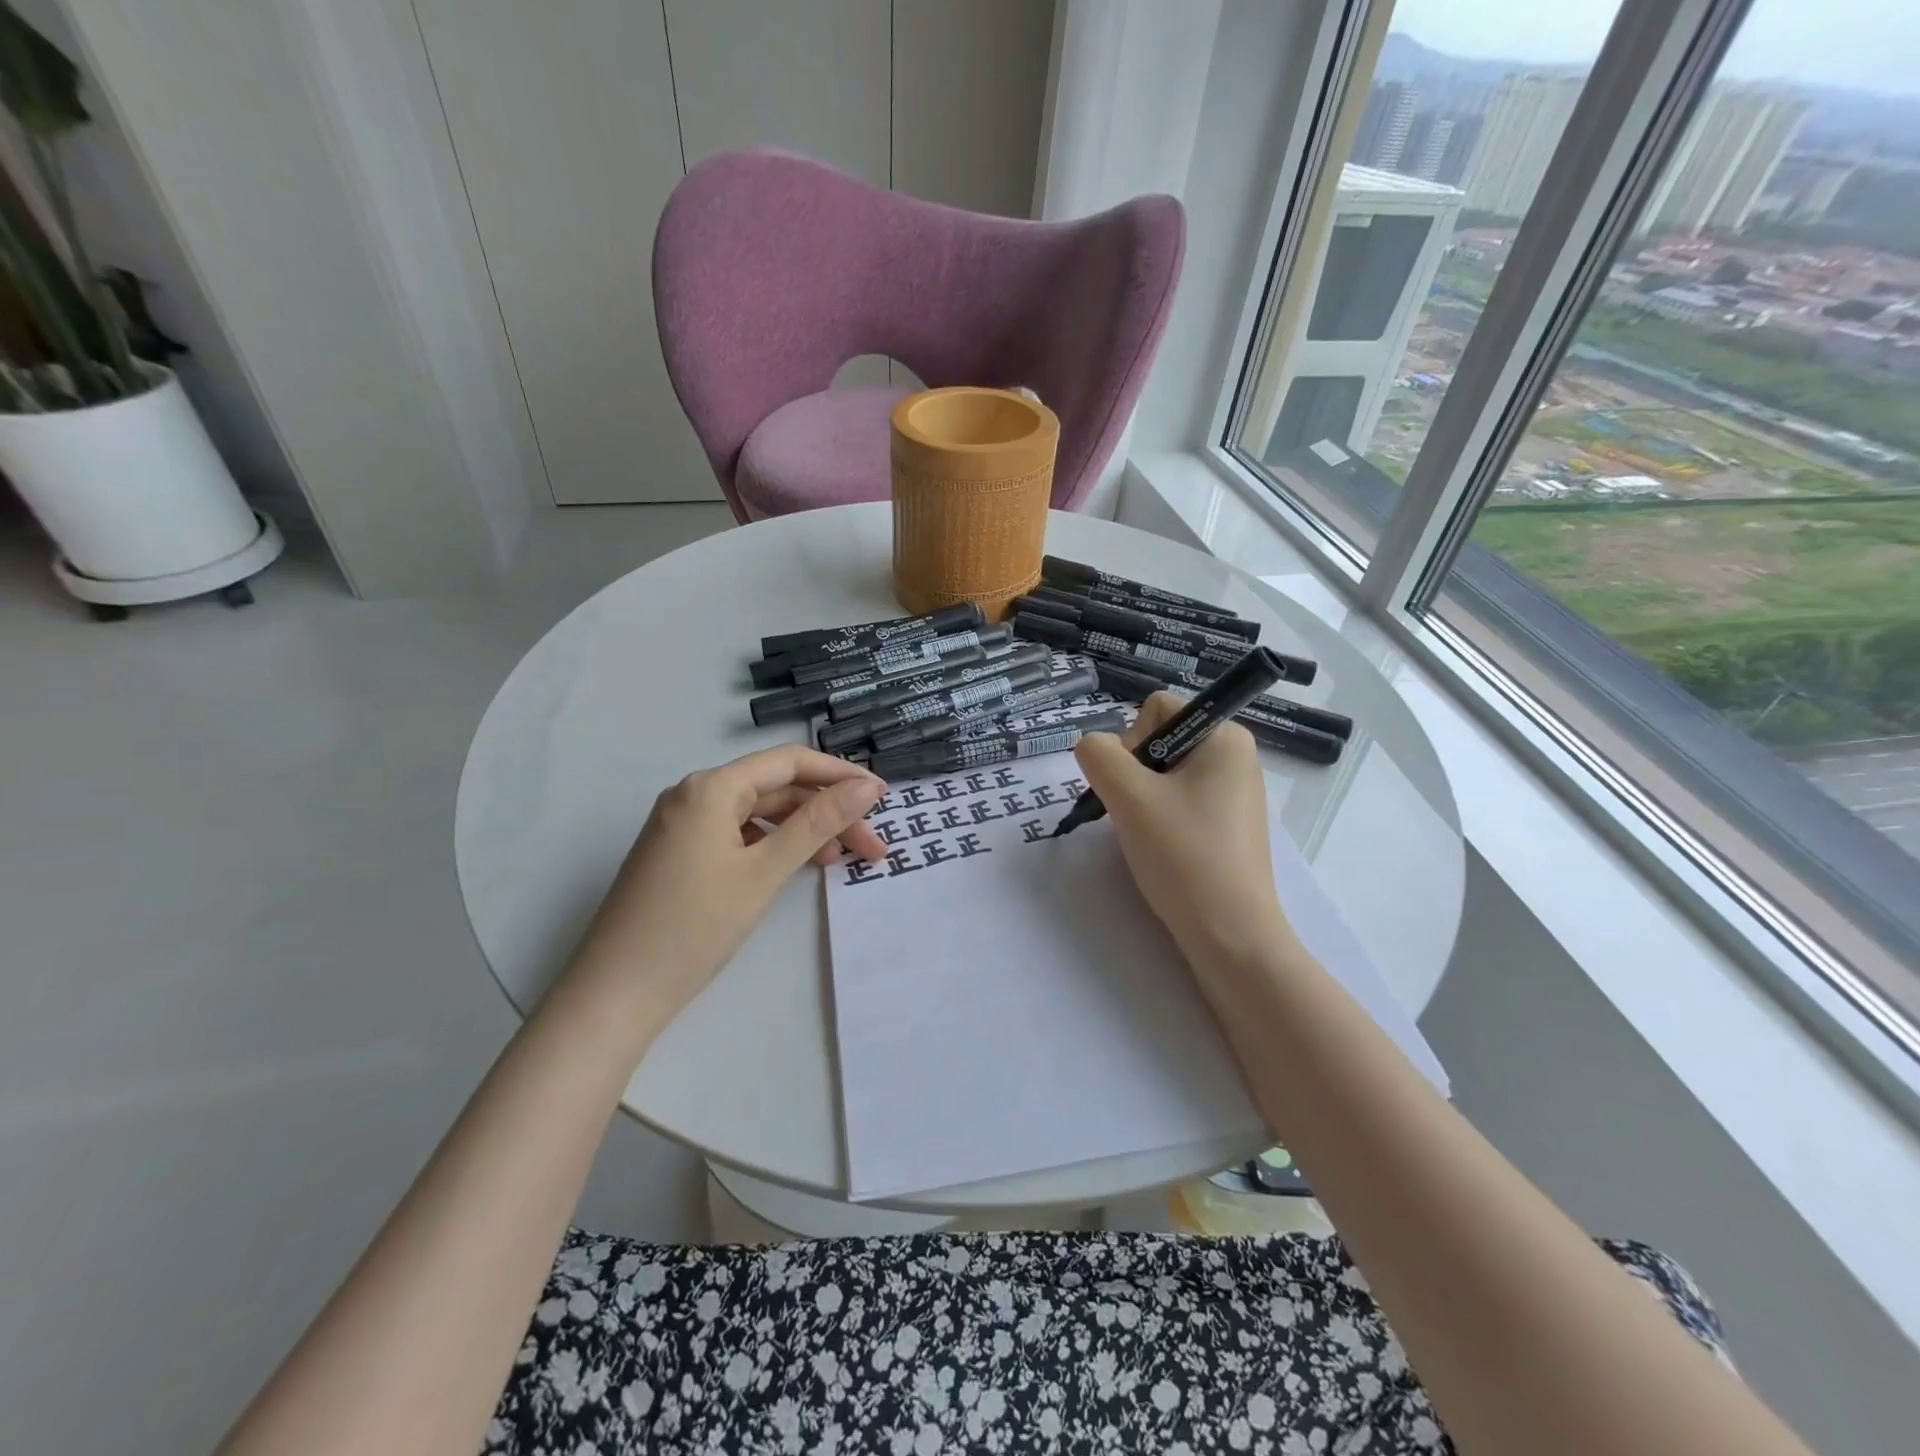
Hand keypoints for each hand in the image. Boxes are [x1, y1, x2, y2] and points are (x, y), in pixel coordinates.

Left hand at [562, 746, 886, 1030]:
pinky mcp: (680, 853)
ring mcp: (683, 824)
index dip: (840, 775)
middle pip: (776, 788)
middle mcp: (694, 794)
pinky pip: (738, 834)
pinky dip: (772, 846)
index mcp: (711, 787)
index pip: (790, 762)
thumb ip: (816, 824)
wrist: (614, 994)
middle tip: (870, 846)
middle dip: (826, 811)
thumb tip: (865, 788)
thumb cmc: (693, 928)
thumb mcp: (763, 873)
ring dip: (802, 831)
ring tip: (839, 861)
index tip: (882, 799)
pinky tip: (795, 867)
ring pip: (758, 813)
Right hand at [1074, 693, 1294, 971]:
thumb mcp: (1128, 796)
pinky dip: (1160, 819)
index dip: (1131, 741)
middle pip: (1160, 740)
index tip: (1134, 786)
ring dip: (1142, 799)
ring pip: (1165, 775)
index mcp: (1225, 736)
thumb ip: (1098, 755)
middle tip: (1136, 814)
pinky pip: (1180, 802)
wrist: (1230, 936)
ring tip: (1147, 836)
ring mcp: (1235, 794)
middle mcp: (1236, 757)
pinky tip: (1161, 849)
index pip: (1157, 709)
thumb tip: (1094, 747)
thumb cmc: (1182, 855)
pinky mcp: (1229, 826)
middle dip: (1135, 773)